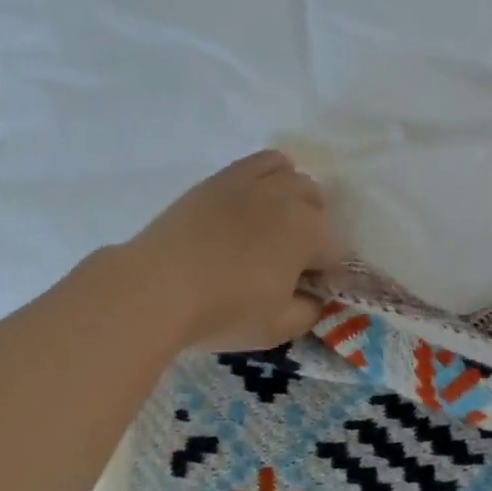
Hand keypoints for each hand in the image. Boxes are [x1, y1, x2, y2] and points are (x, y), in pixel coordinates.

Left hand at [122, 150, 344, 352]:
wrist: (157, 287)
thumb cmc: (223, 311)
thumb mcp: (277, 329)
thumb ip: (309, 312)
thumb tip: (315, 298)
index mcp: (309, 233)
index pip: (335, 251)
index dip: (324, 274)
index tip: (306, 290)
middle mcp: (289, 198)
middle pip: (317, 207)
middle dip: (312, 232)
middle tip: (288, 262)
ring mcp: (255, 182)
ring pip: (294, 178)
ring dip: (295, 200)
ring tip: (275, 225)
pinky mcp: (224, 177)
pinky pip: (263, 161)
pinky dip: (272, 174)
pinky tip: (257, 198)